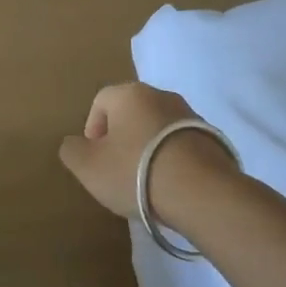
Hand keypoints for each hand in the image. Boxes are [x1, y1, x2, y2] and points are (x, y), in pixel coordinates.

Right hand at [58, 82, 238, 227]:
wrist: (200, 191)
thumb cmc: (134, 172)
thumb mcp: (87, 166)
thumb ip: (72, 150)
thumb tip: (75, 143)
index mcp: (129, 94)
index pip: (101, 100)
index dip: (92, 128)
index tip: (95, 157)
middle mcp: (162, 95)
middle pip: (132, 113)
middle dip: (121, 138)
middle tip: (117, 169)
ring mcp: (192, 115)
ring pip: (158, 128)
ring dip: (148, 148)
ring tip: (145, 180)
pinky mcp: (213, 139)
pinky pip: (181, 144)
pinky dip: (172, 159)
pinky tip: (169, 184)